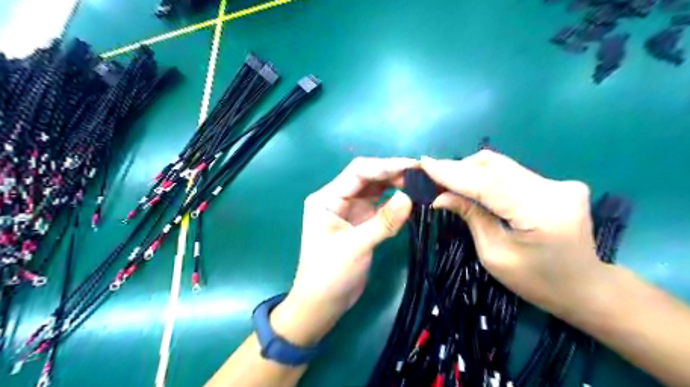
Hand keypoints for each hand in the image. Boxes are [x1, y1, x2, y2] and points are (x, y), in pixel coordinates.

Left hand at [271, 159, 410, 345]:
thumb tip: (410, 197)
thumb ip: (384, 222)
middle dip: (393, 174)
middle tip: (422, 175)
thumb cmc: (330, 275)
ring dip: (395, 185)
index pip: (358, 172)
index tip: (413, 166)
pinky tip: (410, 199)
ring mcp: (349, 210)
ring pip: (375, 190)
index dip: (386, 166)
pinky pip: (379, 206)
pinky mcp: (360, 222)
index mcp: (327, 198)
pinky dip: (394, 202)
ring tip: (420, 183)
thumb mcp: (356, 246)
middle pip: (367, 178)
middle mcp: (337, 199)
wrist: (322, 304)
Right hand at [418, 151, 600, 316]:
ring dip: (471, 170)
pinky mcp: (556, 183)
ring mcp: (559, 182)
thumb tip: (440, 196)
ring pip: (502, 165)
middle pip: (495, 166)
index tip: (425, 163)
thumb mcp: (495, 254)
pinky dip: (487, 176)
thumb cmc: (536, 281)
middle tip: (431, 175)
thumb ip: (471, 216)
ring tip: (447, 180)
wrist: (585, 286)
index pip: (488, 184)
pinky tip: (471, 185)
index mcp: (541, 213)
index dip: (453, 173)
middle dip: (458, 168)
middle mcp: (554, 189)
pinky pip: (511, 173)